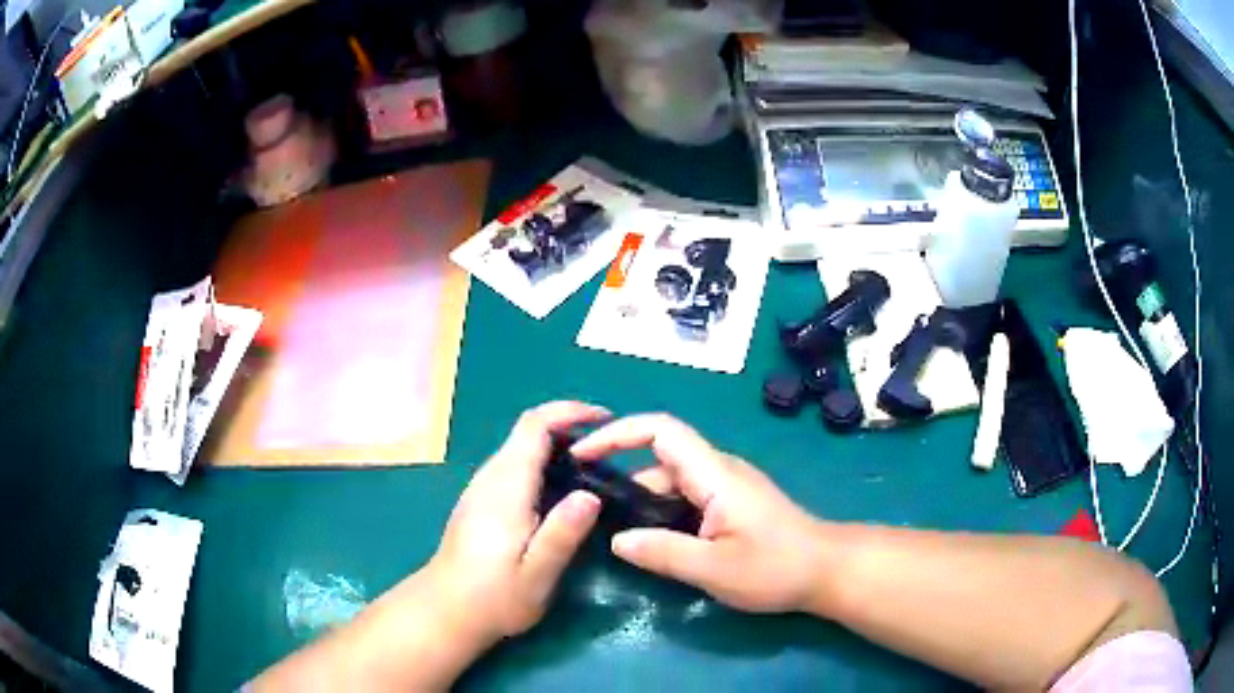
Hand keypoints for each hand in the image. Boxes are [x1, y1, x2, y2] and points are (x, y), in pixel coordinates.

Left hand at [426, 401, 609, 646]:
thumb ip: (562, 534)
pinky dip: (543, 463)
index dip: (569, 412)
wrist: (446, 610)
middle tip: (608, 451)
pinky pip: (514, 466)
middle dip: (569, 427)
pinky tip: (560, 493)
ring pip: (520, 448)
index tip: (605, 418)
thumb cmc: (493, 597)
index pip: (534, 426)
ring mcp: (481, 488)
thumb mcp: (537, 574)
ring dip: (557, 446)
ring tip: (593, 470)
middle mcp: (490, 478)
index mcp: (506, 488)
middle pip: (527, 431)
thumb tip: (591, 495)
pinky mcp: (480, 500)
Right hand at [571, 414, 828, 613]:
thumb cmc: (775, 568)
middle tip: (590, 508)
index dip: (618, 433)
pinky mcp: (730, 502)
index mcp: (714, 474)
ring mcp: (726, 485)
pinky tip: (651, 539)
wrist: (825, 570)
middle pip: (660, 457)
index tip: (583, 453)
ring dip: (642, 500)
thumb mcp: (714, 568)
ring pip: (671, 480)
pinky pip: (685, 496)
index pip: (661, 430)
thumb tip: (616, 540)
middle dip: (622, 476)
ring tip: (615, 531)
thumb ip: (663, 552)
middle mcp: (718, 470)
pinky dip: (661, 511)